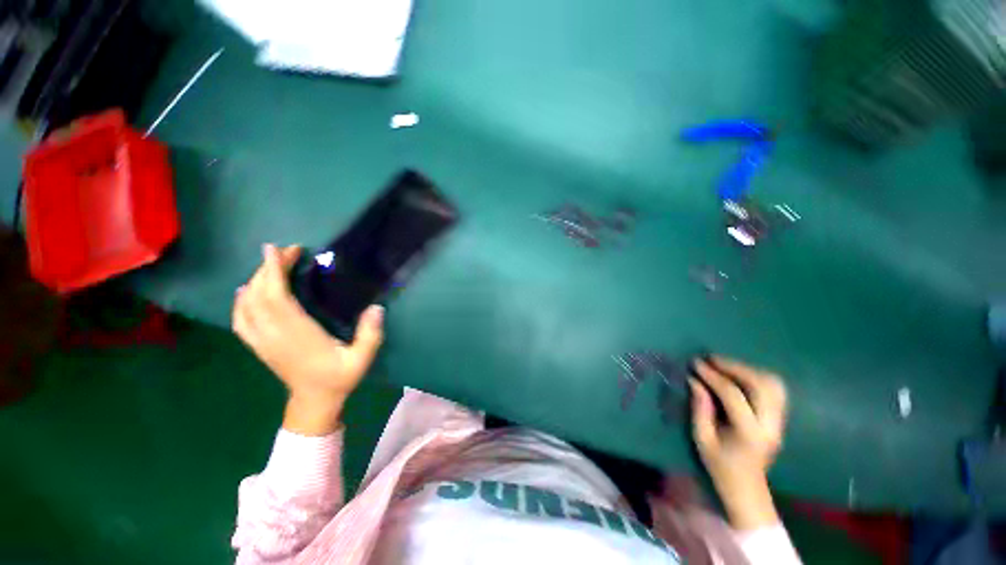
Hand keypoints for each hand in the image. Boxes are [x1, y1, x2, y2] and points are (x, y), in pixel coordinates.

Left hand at [232, 244, 384, 434]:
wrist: (315, 401)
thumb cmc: (339, 377)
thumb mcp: (362, 359)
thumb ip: (370, 334)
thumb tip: (376, 307)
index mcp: (298, 336)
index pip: (277, 299)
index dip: (274, 273)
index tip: (278, 250)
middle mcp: (274, 336)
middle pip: (259, 296)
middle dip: (268, 269)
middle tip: (285, 251)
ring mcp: (262, 341)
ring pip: (247, 306)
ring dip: (255, 281)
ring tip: (270, 264)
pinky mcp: (259, 345)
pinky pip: (240, 320)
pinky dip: (241, 301)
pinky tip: (247, 291)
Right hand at [689, 356, 787, 529]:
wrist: (747, 488)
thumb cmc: (719, 465)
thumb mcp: (701, 438)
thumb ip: (700, 407)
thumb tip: (694, 380)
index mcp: (749, 433)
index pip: (733, 395)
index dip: (713, 376)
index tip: (695, 363)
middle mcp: (770, 425)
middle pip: (760, 385)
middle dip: (734, 367)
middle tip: (711, 359)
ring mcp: (779, 422)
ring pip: (772, 384)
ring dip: (747, 369)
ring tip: (724, 365)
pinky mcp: (780, 419)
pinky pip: (775, 390)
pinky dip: (757, 377)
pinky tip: (739, 375)